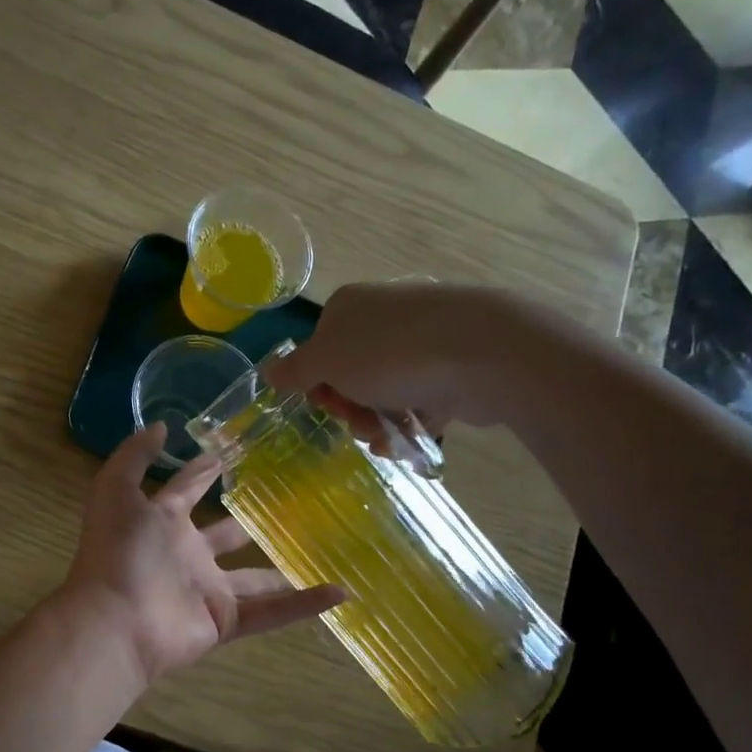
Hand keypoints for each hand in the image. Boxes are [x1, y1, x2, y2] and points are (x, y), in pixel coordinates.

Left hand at [59, 424, 344, 683]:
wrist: (115, 622)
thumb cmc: (118, 551)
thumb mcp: (116, 490)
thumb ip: (135, 456)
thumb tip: (164, 426)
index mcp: (162, 523)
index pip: (186, 490)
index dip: (203, 472)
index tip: (230, 454)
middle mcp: (187, 555)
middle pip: (224, 536)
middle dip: (246, 522)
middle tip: (286, 502)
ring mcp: (207, 590)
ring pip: (254, 579)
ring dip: (283, 570)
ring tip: (322, 551)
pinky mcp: (225, 621)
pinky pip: (272, 612)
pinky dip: (305, 605)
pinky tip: (341, 591)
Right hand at [261, 282, 557, 432]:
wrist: (484, 353)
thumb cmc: (392, 354)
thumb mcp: (328, 362)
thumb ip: (295, 370)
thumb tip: (267, 370)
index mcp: (350, 308)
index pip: (319, 350)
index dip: (318, 385)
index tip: (327, 406)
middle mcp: (384, 318)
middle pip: (351, 375)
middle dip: (351, 409)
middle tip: (361, 425)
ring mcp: (422, 340)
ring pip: (385, 392)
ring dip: (378, 422)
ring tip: (389, 440)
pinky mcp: (452, 366)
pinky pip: (420, 400)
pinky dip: (411, 423)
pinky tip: (410, 442)